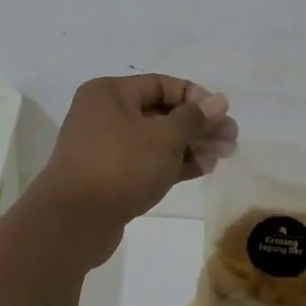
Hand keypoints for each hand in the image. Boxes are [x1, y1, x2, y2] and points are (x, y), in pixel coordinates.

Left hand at [34, 75, 236, 230]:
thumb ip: (194, 118)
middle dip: (197, 124)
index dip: (195, 97)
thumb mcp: (164, 138)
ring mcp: (105, 146)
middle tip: (231, 138)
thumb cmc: (120, 166)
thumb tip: (219, 101)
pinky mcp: (110, 176)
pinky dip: (173, 163)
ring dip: (190, 145)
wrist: (73, 220)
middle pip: (160, 112)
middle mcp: (104, 114)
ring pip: (156, 139)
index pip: (161, 84)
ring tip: (224, 155)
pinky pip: (146, 161)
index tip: (223, 114)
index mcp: (110, 93)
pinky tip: (203, 168)